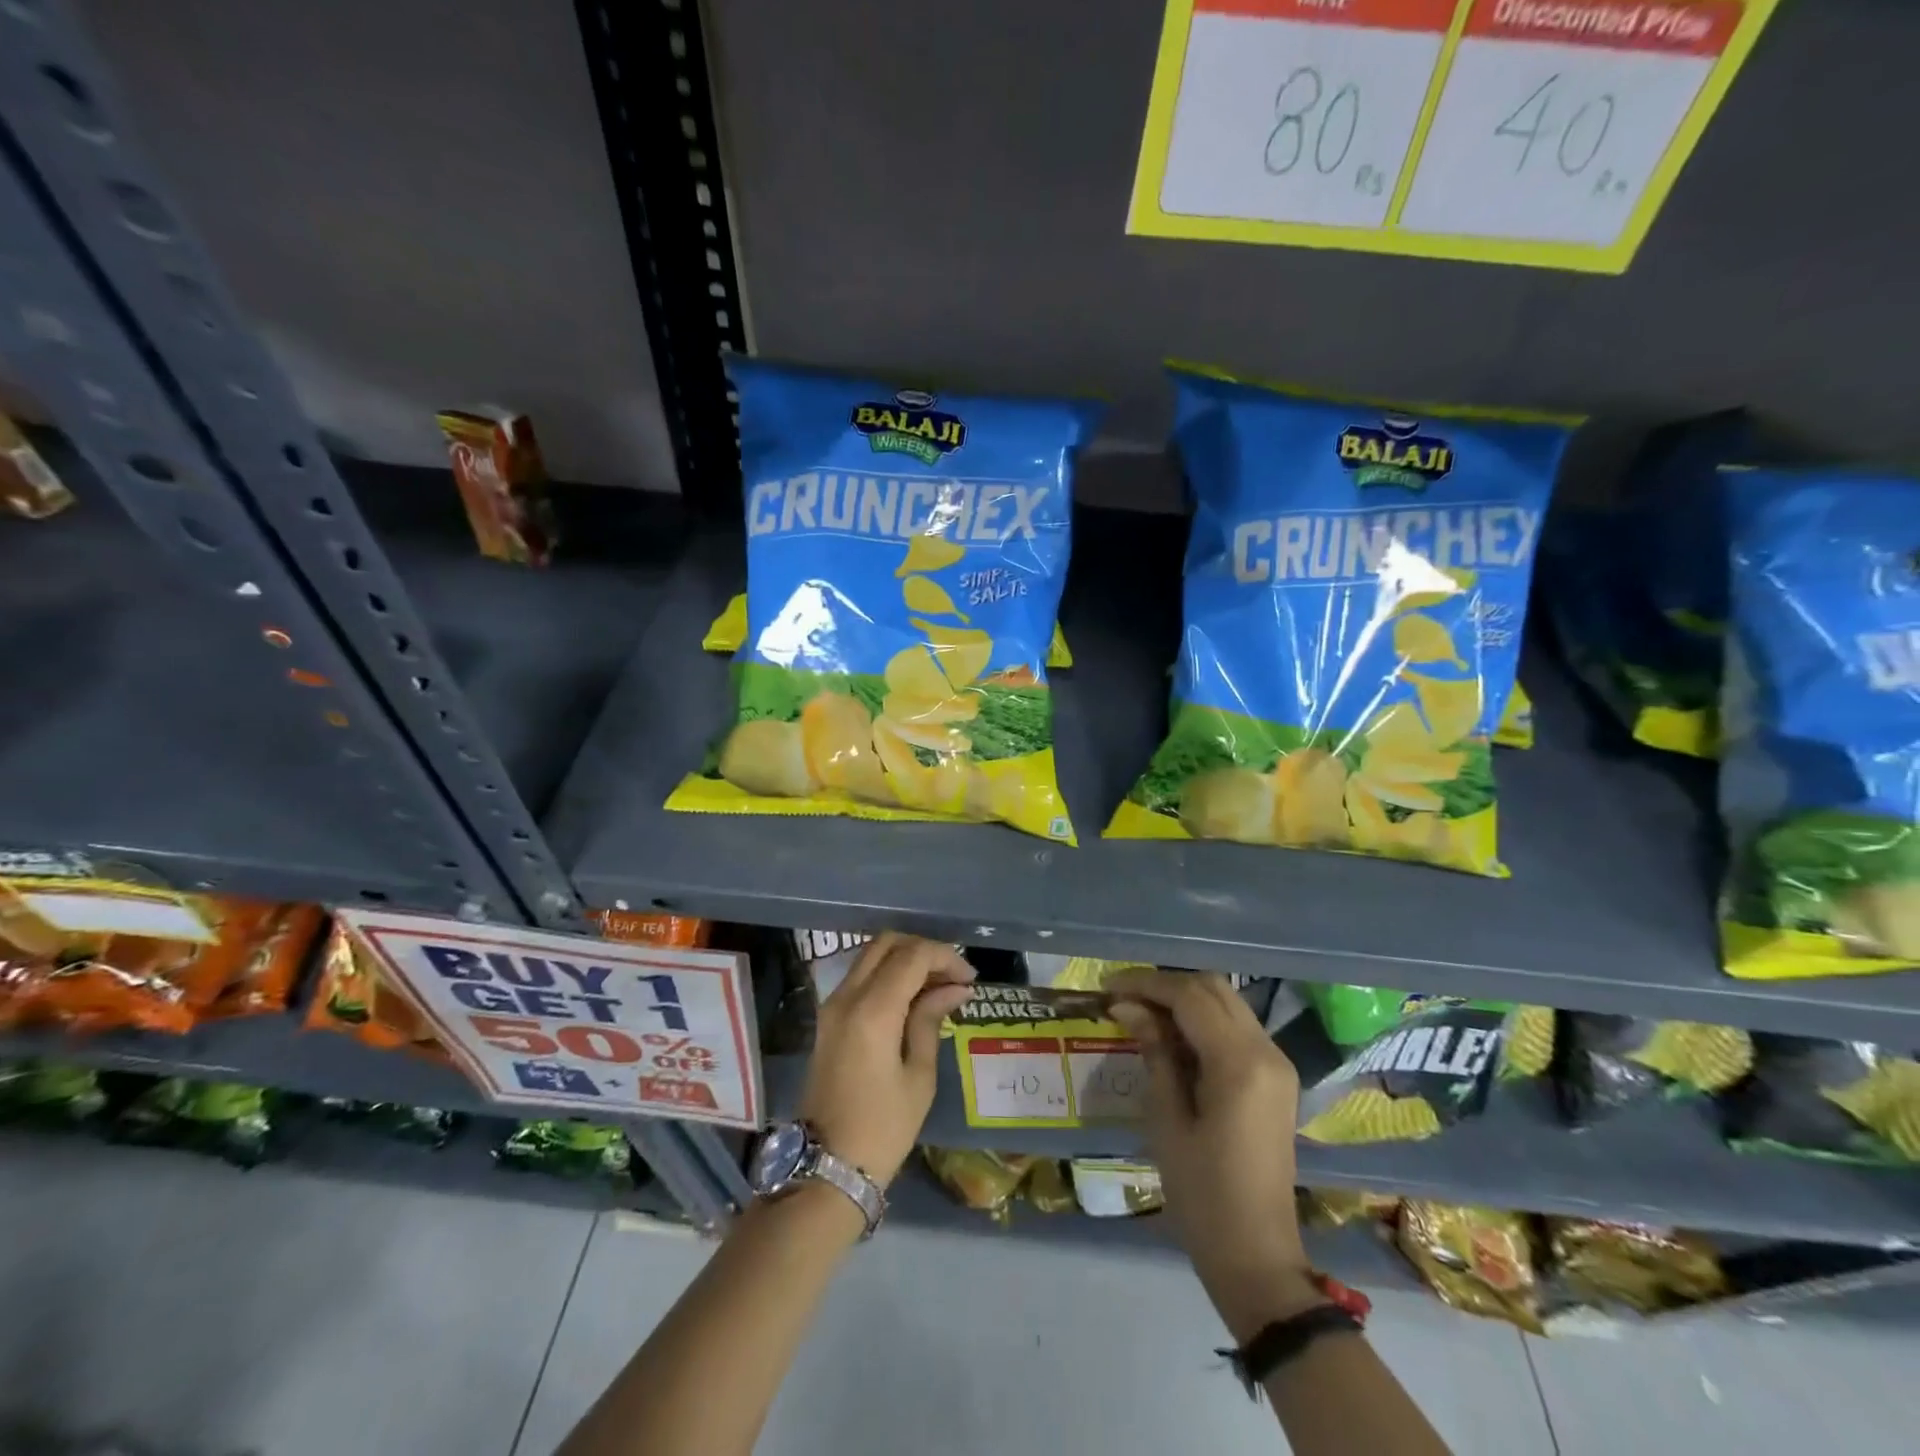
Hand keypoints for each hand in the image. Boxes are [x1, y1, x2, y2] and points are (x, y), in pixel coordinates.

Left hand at [798, 933, 974, 1187]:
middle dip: (924, 951)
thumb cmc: (882, 1128)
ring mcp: (832, 1005)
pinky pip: (861, 976)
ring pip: (871, 956)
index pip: (912, 956)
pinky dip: (888, 974)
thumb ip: (931, 1020)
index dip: (945, 957)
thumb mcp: (918, 1076)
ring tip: (937, 986)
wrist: (826, 1166)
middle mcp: (846, 996)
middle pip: (887, 943)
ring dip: (905, 959)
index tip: (969, 980)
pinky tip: (913, 998)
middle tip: (953, 977)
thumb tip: (955, 988)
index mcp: (872, 1011)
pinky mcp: (828, 1018)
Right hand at [1109, 970, 1317, 1340]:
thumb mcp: (1167, 1121)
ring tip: (1141, 1012)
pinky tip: (1172, 1036)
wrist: (1259, 1257)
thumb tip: (1128, 1007)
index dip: (1145, 984)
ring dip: (1184, 998)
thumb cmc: (1202, 1195)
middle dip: (1165, 985)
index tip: (1107, 987)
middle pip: (1213, 988)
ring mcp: (1277, 1063)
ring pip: (1227, 1002)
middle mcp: (1266, 1051)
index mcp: (1239, 1063)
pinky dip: (1203, 1019)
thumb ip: (1154, 1053)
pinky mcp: (1277, 1078)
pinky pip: (1237, 1026)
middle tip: (1123, 998)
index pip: (1189, 996)